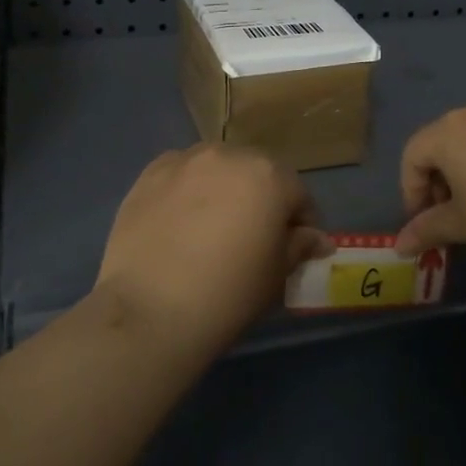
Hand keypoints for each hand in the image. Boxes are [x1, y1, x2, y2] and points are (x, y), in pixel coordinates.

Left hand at [94, 144, 332, 355]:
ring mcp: (185, 160)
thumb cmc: (228, 294)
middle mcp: (228, 155)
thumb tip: (316, 239)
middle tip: (253, 238)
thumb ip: (299, 246)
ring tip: (212, 227)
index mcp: (269, 175)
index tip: (295, 249)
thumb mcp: (276, 276)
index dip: (301, 223)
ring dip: (223, 189)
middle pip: (256, 172)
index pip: (298, 194)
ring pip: (217, 168)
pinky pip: (181, 175)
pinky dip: (187, 190)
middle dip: (261, 199)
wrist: (150, 310)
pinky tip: (179, 222)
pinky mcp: (149, 173)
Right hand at [394, 102, 465, 274]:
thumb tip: (399, 245)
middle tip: (449, 215)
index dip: (412, 191)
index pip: (413, 155)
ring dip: (463, 170)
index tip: (424, 223)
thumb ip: (427, 228)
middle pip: (440, 143)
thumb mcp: (464, 224)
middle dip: (437, 180)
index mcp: (448, 131)